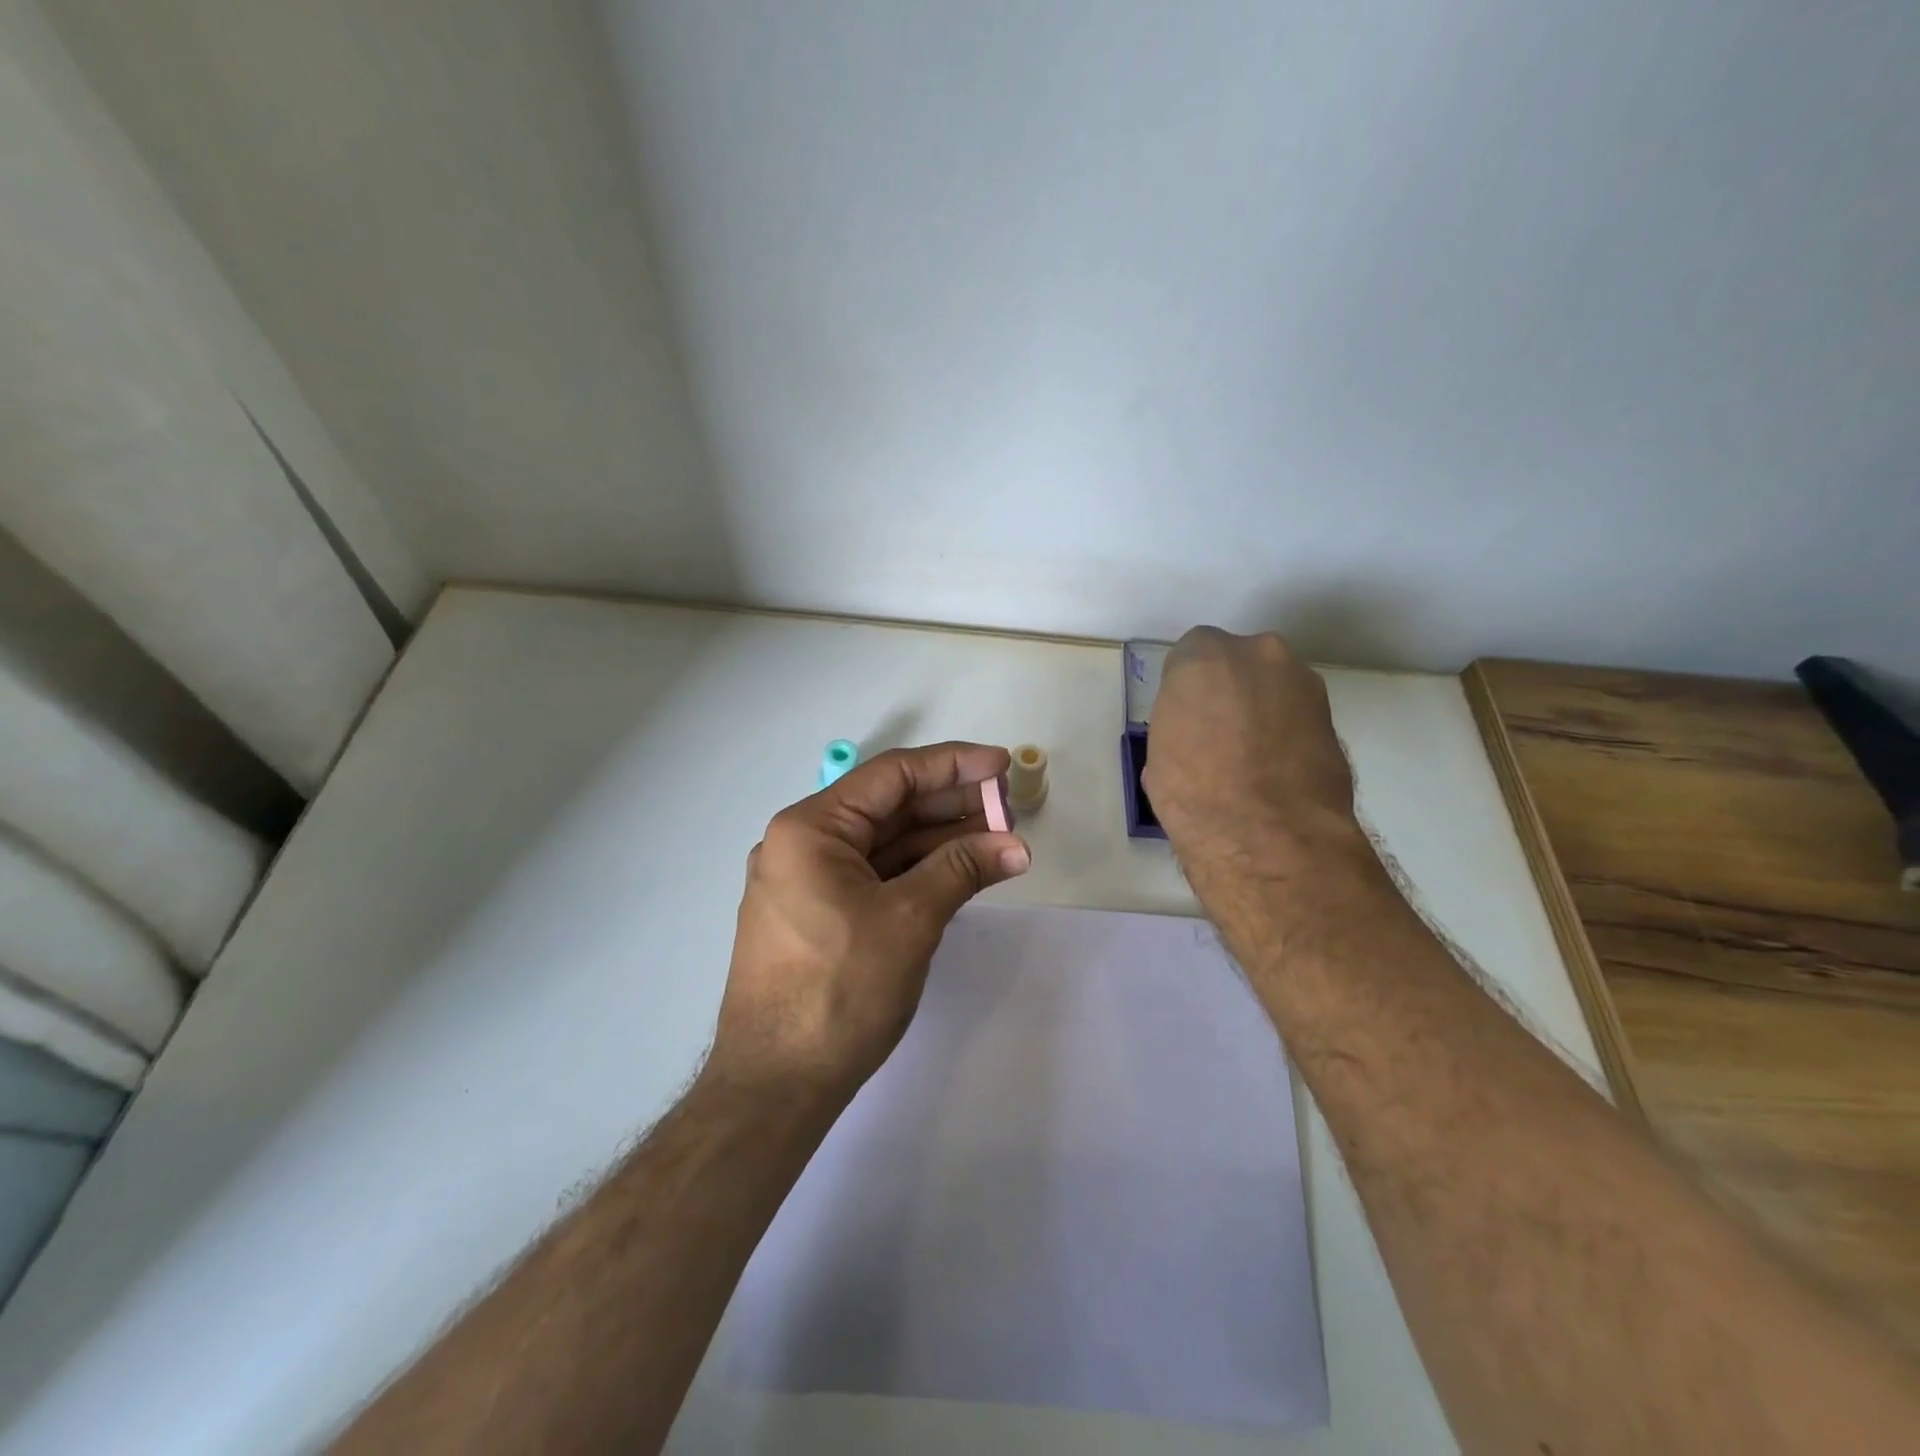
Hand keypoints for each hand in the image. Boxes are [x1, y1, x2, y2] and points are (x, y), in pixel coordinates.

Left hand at [710, 742, 1031, 1097]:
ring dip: (940, 841)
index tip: (1002, 765)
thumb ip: (962, 870)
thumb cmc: (839, 991)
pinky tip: (961, 871)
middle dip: (951, 806)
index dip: (953, 765)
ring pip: (884, 844)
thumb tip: (1015, 846)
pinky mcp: (818, 915)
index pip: (892, 777)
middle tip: (1008, 809)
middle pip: (889, 808)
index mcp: (810, 829)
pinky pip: (875, 876)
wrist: (776, 1087)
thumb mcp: (909, 920)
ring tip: (998, 840)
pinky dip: (918, 872)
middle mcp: (802, 845)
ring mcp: (807, 882)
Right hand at [1142, 628, 1362, 878]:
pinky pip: (1300, 717)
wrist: (1266, 832)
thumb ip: (1181, 723)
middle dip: (1231, 690)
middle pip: (1240, 663)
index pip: (1192, 656)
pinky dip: (1290, 735)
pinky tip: (1278, 772)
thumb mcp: (1161, 753)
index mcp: (1202, 656)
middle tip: (1219, 734)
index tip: (1187, 717)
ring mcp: (1303, 682)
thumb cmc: (1192, 790)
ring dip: (1265, 710)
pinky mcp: (1334, 717)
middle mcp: (1257, 653)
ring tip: (1252, 759)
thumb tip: (1195, 734)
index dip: (1189, 689)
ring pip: (1275, 687)